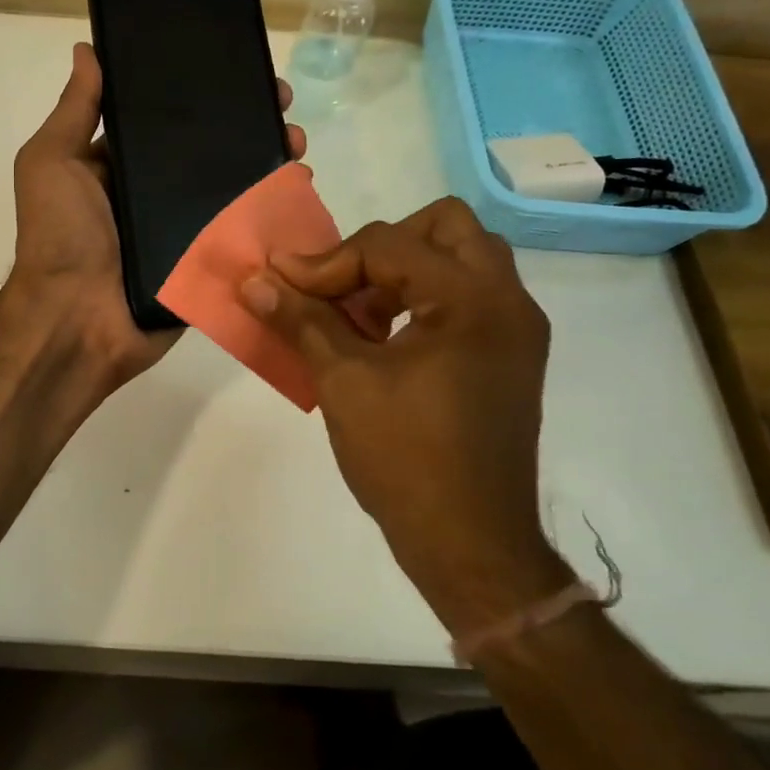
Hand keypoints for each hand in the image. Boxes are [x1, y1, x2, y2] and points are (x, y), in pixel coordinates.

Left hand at [7, 41, 305, 391]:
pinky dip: (271, 213)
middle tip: (283, 105)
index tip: (239, 68)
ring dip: (268, 162)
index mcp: (120, 166)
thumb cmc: (60, 235)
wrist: (76, 321)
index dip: (202, 94)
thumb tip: (87, 50)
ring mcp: (184, 231)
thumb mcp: (52, 162)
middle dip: (248, 124)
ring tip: (296, 142)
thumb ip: (75, 110)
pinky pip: (243, 234)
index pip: (167, 120)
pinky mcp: (206, 264)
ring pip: (233, 189)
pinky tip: (298, 189)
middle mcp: (154, 195)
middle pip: (210, 151)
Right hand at [239, 198, 571, 632]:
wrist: (470, 542)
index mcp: (471, 300)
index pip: (388, 246)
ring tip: (358, 314)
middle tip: (340, 284)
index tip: (281, 284)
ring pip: (461, 258)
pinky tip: (383, 338)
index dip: (325, 262)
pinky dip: (423, 297)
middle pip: (444, 227)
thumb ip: (299, 319)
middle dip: (381, 245)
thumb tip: (253, 280)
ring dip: (404, 269)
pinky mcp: (509, 355)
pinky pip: (467, 295)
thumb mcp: (341, 381)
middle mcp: (507, 301)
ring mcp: (515, 329)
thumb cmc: (404, 458)